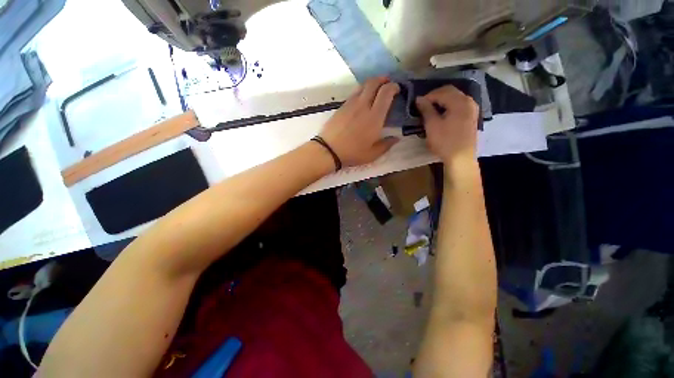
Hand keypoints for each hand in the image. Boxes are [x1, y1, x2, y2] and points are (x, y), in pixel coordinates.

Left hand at [319, 77, 399, 167]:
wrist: (329, 150)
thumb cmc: (352, 153)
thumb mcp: (372, 154)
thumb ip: (386, 145)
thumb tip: (396, 139)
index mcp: (374, 117)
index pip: (386, 93)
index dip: (393, 87)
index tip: (397, 89)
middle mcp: (363, 106)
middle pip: (373, 83)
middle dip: (383, 79)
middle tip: (387, 83)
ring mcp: (350, 104)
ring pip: (362, 86)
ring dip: (371, 84)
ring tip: (375, 89)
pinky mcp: (341, 107)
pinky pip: (353, 94)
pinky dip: (361, 92)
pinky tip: (362, 100)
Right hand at [416, 86, 479, 163]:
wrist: (461, 158)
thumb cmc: (445, 142)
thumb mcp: (432, 125)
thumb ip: (426, 110)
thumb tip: (419, 99)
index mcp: (459, 102)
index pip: (442, 92)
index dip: (428, 96)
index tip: (418, 104)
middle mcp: (468, 101)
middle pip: (451, 92)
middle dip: (436, 96)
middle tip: (423, 105)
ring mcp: (472, 109)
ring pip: (455, 98)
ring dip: (442, 101)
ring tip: (431, 110)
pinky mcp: (471, 117)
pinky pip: (459, 105)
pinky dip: (449, 106)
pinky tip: (442, 114)